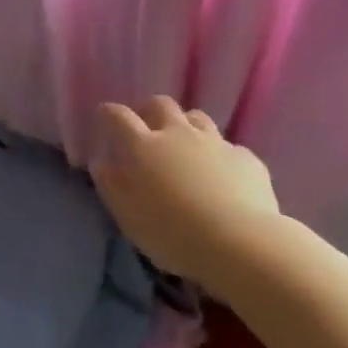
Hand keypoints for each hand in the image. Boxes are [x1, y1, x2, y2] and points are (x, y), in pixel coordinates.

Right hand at [90, 96, 282, 286]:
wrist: (239, 242)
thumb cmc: (172, 233)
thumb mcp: (129, 217)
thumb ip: (112, 186)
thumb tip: (102, 163)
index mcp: (144, 148)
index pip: (120, 118)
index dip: (109, 112)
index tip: (104, 114)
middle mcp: (179, 135)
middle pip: (161, 105)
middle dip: (149, 109)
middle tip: (146, 124)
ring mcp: (215, 143)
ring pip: (197, 118)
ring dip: (186, 125)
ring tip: (184, 144)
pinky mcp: (245, 158)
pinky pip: (227, 147)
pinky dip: (218, 155)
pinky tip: (222, 175)